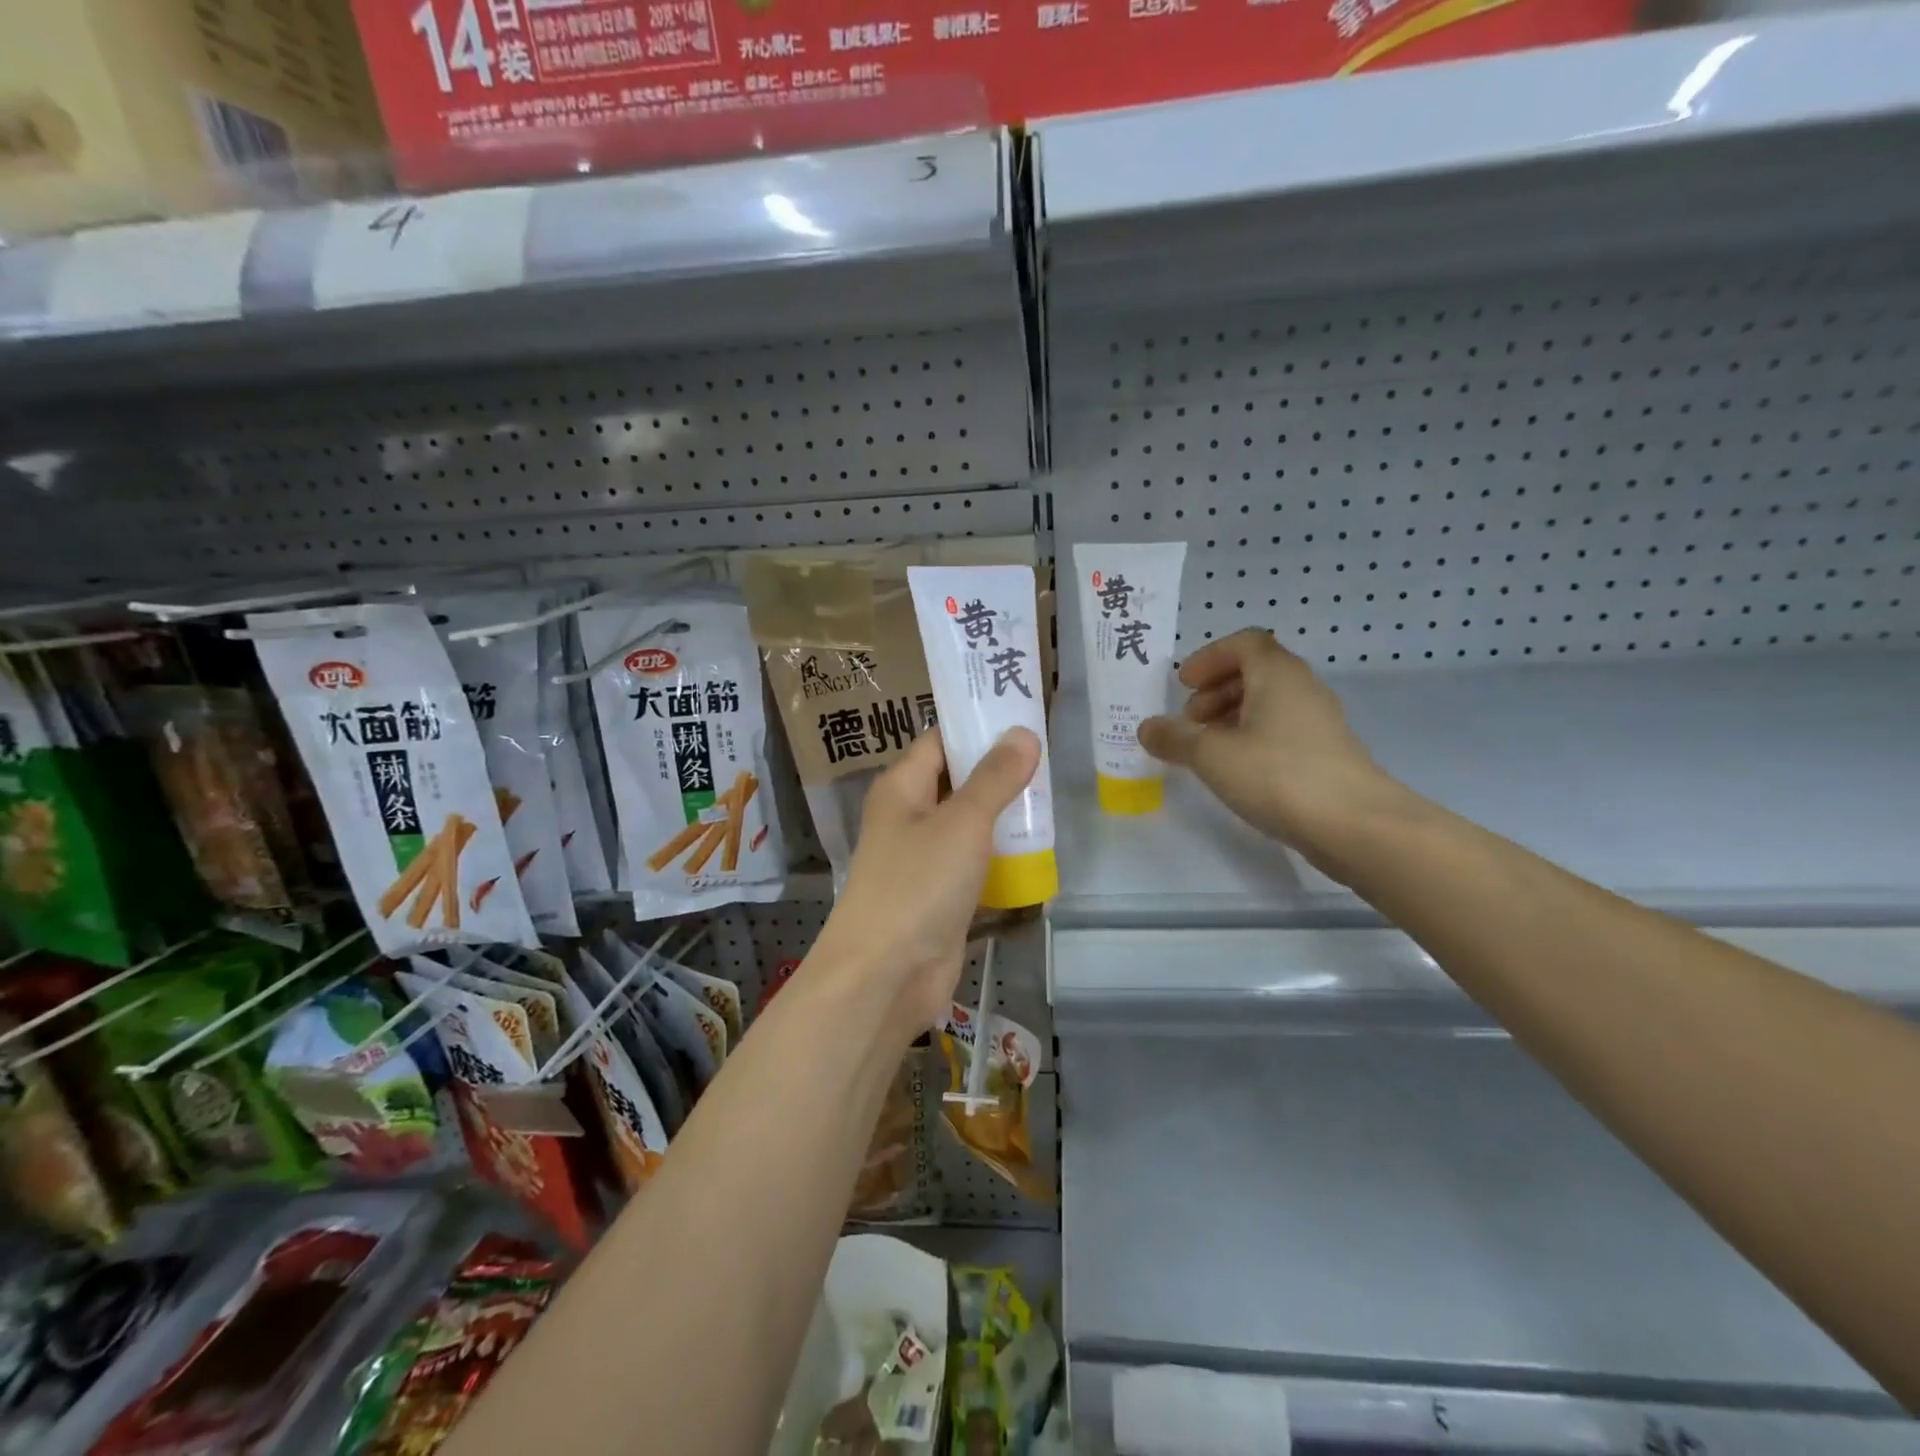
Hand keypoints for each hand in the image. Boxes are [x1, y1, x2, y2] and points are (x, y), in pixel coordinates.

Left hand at [811, 727, 1040, 1039]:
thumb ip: (995, 778)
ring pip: (968, 826)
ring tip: (1052, 802)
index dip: (977, 727)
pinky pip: (973, 866)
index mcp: (902, 788)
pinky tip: (1038, 853)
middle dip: (999, 774)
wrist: (885, 975)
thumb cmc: (918, 884)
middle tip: (1050, 761)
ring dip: (1003, 818)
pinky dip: (1000, 859)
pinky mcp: (938, 896)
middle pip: (957, 782)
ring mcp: (922, 860)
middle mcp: (908, 817)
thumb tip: (1023, 734)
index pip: (940, 741)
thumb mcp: (963, 822)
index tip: (1024, 718)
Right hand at [1138, 628, 1406, 863]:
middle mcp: (1302, 689)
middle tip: (1189, 720)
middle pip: (1255, 672)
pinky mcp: (1326, 755)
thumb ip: (1175, 738)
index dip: (1209, 658)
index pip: (1244, 643)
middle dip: (1215, 690)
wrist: (1355, 826)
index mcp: (1278, 675)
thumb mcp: (1212, 755)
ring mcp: (1319, 723)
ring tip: (1206, 749)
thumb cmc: (1277, 775)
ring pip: (1268, 704)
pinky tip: (1236, 771)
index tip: (1184, 685)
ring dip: (1231, 717)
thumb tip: (1147, 728)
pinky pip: (1281, 731)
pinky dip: (1251, 739)